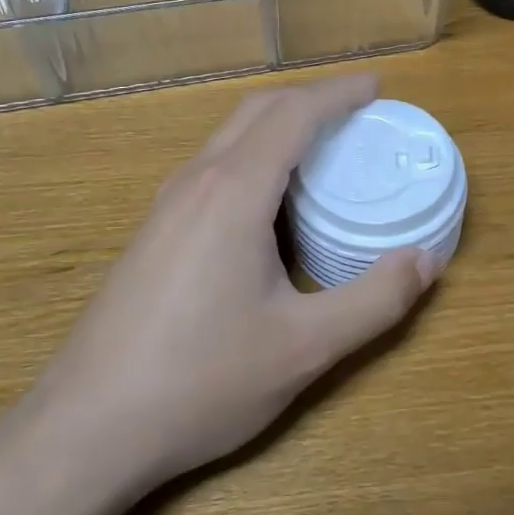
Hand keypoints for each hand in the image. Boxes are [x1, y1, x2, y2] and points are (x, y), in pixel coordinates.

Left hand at [34, 75, 438, 487]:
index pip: (293, 114)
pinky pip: (213, 167)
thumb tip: (427, 259)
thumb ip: (375, 300)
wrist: (86, 428)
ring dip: (279, 125)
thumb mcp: (304, 347)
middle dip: (310, 98)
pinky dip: (254, 155)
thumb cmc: (200, 381)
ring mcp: (166, 206)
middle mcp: (195, 182)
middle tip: (358, 110)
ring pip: (229, 137)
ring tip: (323, 147)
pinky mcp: (154, 232)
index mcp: (233, 191)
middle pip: (257, 111)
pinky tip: (270, 201)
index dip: (339, 93)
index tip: (377, 86)